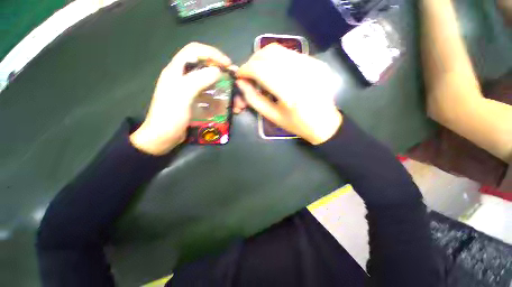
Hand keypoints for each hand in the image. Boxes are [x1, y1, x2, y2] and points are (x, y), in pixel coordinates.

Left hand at [130, 42, 230, 154]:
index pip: (195, 51)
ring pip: (211, 84)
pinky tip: (230, 107)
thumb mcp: (181, 96)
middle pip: (206, 68)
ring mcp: (190, 92)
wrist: (162, 138)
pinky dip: (222, 100)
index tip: (227, 65)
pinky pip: (211, 97)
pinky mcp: (196, 103)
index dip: (212, 53)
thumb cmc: (169, 117)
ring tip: (237, 100)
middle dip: (223, 74)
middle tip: (236, 83)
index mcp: (177, 71)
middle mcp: (184, 79)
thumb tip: (217, 70)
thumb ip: (197, 81)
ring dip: (225, 90)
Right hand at [236, 44, 342, 144]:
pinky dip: (278, 59)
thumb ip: (254, 99)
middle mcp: (301, 73)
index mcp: (289, 93)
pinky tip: (277, 71)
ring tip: (261, 71)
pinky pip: (291, 54)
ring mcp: (312, 64)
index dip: (245, 69)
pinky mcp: (317, 62)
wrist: (325, 123)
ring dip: (264, 58)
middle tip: (249, 73)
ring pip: (280, 49)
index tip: (239, 75)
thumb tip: (241, 82)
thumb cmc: (296, 124)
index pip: (260, 69)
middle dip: (253, 60)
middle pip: (269, 53)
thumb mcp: (272, 116)